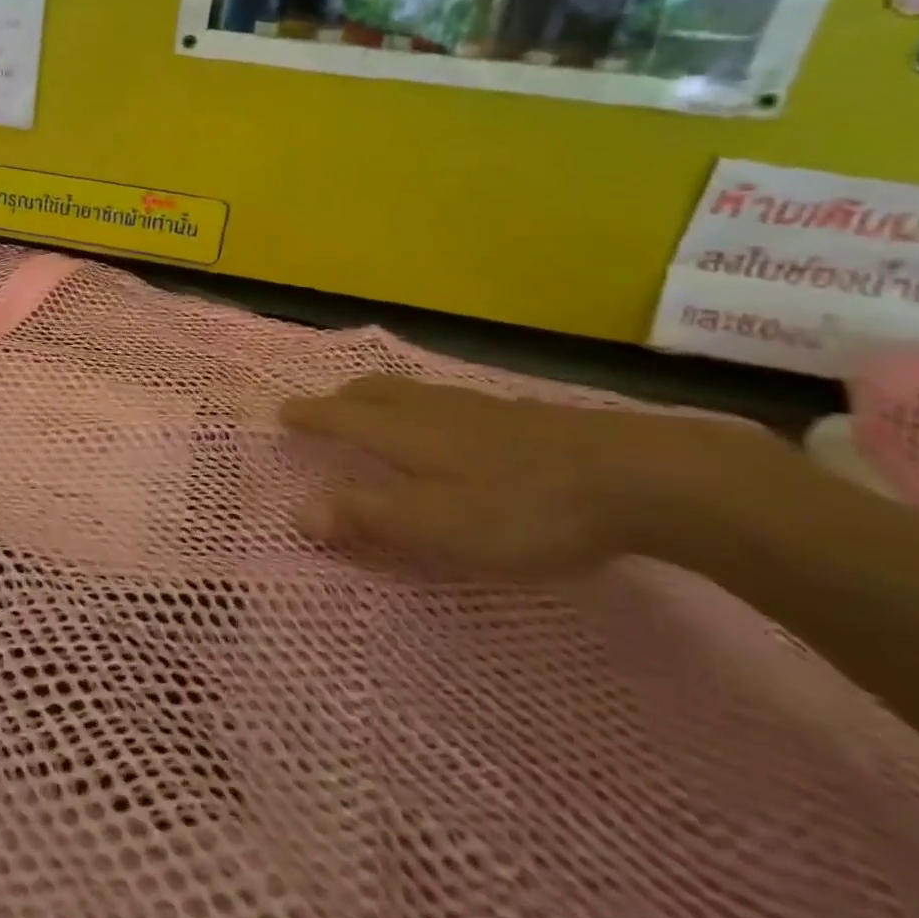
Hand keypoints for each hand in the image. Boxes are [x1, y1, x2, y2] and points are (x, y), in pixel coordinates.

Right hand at [280, 376, 793, 578]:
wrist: (637, 477)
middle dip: (342, 397)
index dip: (309, 416)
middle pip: (374, 391)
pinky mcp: (522, 416)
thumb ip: (367, 518)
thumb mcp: (436, 526)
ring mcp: (480, 408)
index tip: (281, 413)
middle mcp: (433, 410)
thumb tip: (297, 510)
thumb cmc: (521, 509)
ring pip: (413, 391)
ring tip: (376, 409)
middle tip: (325, 406)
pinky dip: (425, 405)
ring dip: (381, 396)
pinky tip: (450, 425)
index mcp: (404, 433)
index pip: (340, 417)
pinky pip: (449, 400)